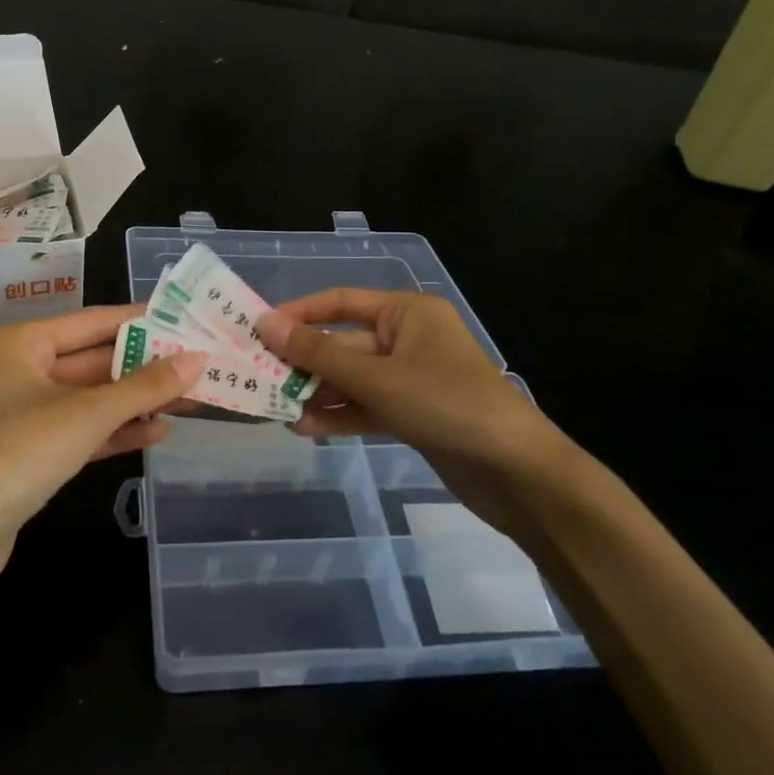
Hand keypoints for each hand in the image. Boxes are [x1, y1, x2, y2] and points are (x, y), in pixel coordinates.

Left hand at [0, 305, 203, 592]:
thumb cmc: (17, 453)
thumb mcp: (86, 415)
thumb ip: (143, 386)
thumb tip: (197, 360)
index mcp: (19, 342)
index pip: (92, 321)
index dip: (140, 321)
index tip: (186, 319)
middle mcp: (18, 369)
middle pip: (92, 360)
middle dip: (144, 366)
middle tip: (199, 364)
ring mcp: (22, 414)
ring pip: (90, 399)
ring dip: (136, 401)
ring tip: (191, 399)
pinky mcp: (29, 453)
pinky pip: (80, 431)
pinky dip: (115, 431)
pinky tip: (158, 431)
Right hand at [257, 289, 572, 511]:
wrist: (516, 472)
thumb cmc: (447, 404)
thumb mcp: (376, 377)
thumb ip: (318, 354)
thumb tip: (266, 324)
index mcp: (406, 313)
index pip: (340, 302)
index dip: (298, 314)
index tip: (257, 330)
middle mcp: (407, 339)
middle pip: (343, 344)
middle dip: (304, 363)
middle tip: (257, 377)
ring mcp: (411, 379)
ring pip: (352, 379)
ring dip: (317, 393)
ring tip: (275, 409)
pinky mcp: (413, 414)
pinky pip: (366, 406)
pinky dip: (340, 415)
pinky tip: (306, 428)